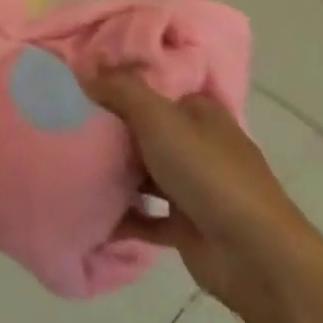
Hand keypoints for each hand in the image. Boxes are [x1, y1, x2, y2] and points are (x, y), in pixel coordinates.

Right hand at [86, 68, 318, 311]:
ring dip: (116, 172)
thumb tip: (86, 66)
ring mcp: (195, 188)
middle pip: (147, 130)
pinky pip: (147, 216)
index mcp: (199, 112)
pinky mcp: (188, 227)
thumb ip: (121, 89)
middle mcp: (199, 145)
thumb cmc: (207, 172)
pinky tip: (92, 211)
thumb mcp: (158, 117)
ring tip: (72, 163)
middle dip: (112, 129)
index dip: (119, 85)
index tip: (80, 86)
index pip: (154, 89)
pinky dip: (124, 214)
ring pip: (146, 172)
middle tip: (67, 123)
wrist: (255, 256)